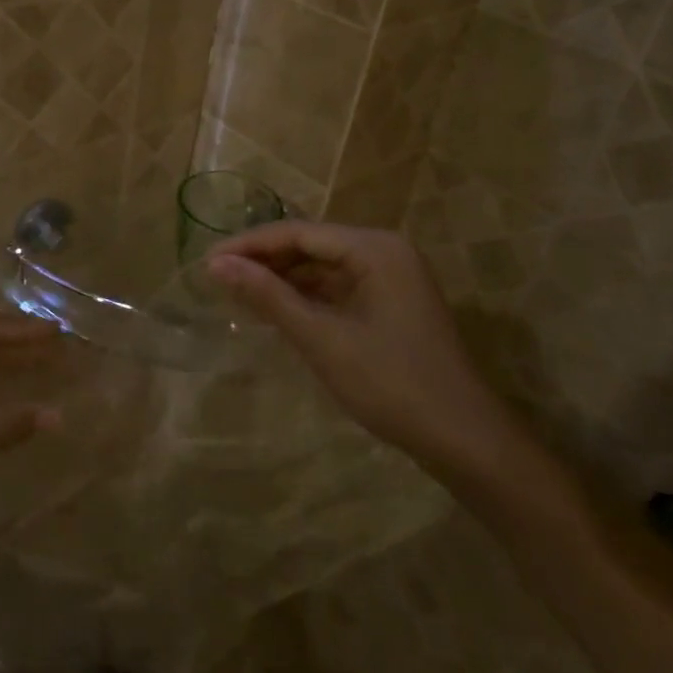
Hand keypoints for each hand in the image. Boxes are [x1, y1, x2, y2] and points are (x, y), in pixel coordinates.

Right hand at [207, 223, 529, 488]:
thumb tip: (216, 264)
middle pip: (312, 245)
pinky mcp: (393, 303)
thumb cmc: (390, 383)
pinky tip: (279, 311)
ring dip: (284, 279)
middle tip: (218, 279)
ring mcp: (393, 277)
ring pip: (325, 267)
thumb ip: (268, 297)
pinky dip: (308, 297)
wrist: (464, 439)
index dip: (250, 245)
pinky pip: (340, 288)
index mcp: (374, 248)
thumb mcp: (321, 338)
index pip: (299, 232)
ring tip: (240, 294)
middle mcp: (385, 251)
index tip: (208, 261)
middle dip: (265, 261)